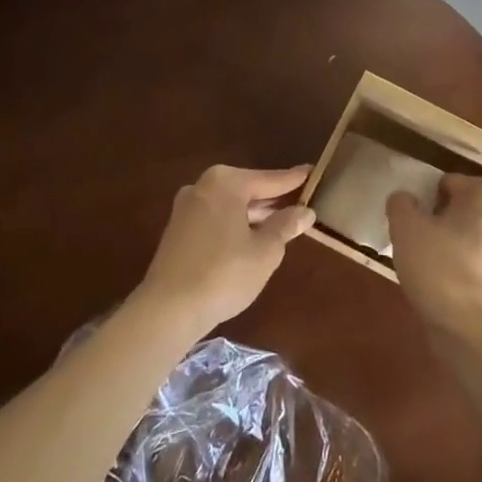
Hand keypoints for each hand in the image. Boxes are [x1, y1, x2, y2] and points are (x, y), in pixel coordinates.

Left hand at [137, 165, 314, 332]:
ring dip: (254, 214)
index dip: (294, 179)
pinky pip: (216, 218)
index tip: (313, 171)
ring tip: (281, 222)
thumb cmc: (224, 273)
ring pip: (231, 205)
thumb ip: (286, 226)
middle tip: (301, 200)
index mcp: (226, 183)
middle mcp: (203, 187)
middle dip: (273, 199)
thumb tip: (305, 212)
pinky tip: (251, 238)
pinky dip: (235, 224)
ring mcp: (187, 208)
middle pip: (248, 189)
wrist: (168, 309)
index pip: (270, 179)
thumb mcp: (266, 251)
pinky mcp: (178, 230)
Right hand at [386, 176, 481, 332]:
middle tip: (417, 240)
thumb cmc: (440, 265)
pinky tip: (444, 287)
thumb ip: (402, 204)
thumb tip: (405, 199)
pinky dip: (465, 271)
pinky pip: (481, 266)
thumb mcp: (406, 228)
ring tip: (427, 267)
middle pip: (466, 210)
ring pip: (475, 239)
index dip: (427, 197)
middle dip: (443, 221)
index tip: (412, 219)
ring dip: (455, 246)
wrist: (473, 327)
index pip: (450, 183)